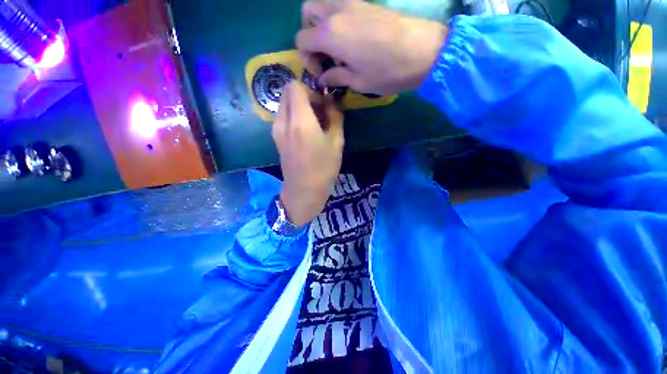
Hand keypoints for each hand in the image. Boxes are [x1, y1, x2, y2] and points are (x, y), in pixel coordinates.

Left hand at [273, 81, 343, 225]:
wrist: (303, 191)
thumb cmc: (324, 169)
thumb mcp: (337, 142)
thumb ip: (335, 117)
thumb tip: (331, 103)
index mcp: (300, 121)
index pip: (296, 86)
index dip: (311, 91)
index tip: (323, 105)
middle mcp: (283, 121)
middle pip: (287, 92)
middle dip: (304, 96)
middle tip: (319, 112)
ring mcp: (276, 130)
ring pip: (284, 104)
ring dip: (299, 106)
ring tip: (314, 123)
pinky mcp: (276, 138)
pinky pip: (283, 117)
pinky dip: (294, 116)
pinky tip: (306, 132)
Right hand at [297, 0, 447, 94]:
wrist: (424, 51)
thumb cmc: (388, 72)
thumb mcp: (358, 82)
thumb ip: (336, 77)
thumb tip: (323, 79)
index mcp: (330, 34)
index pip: (301, 40)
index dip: (307, 59)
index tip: (322, 73)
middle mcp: (336, 12)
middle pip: (307, 13)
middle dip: (309, 34)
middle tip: (325, 54)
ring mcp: (352, 3)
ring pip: (323, 5)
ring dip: (322, 24)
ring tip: (337, 47)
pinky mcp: (367, 3)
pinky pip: (341, 6)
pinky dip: (338, 20)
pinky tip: (352, 39)